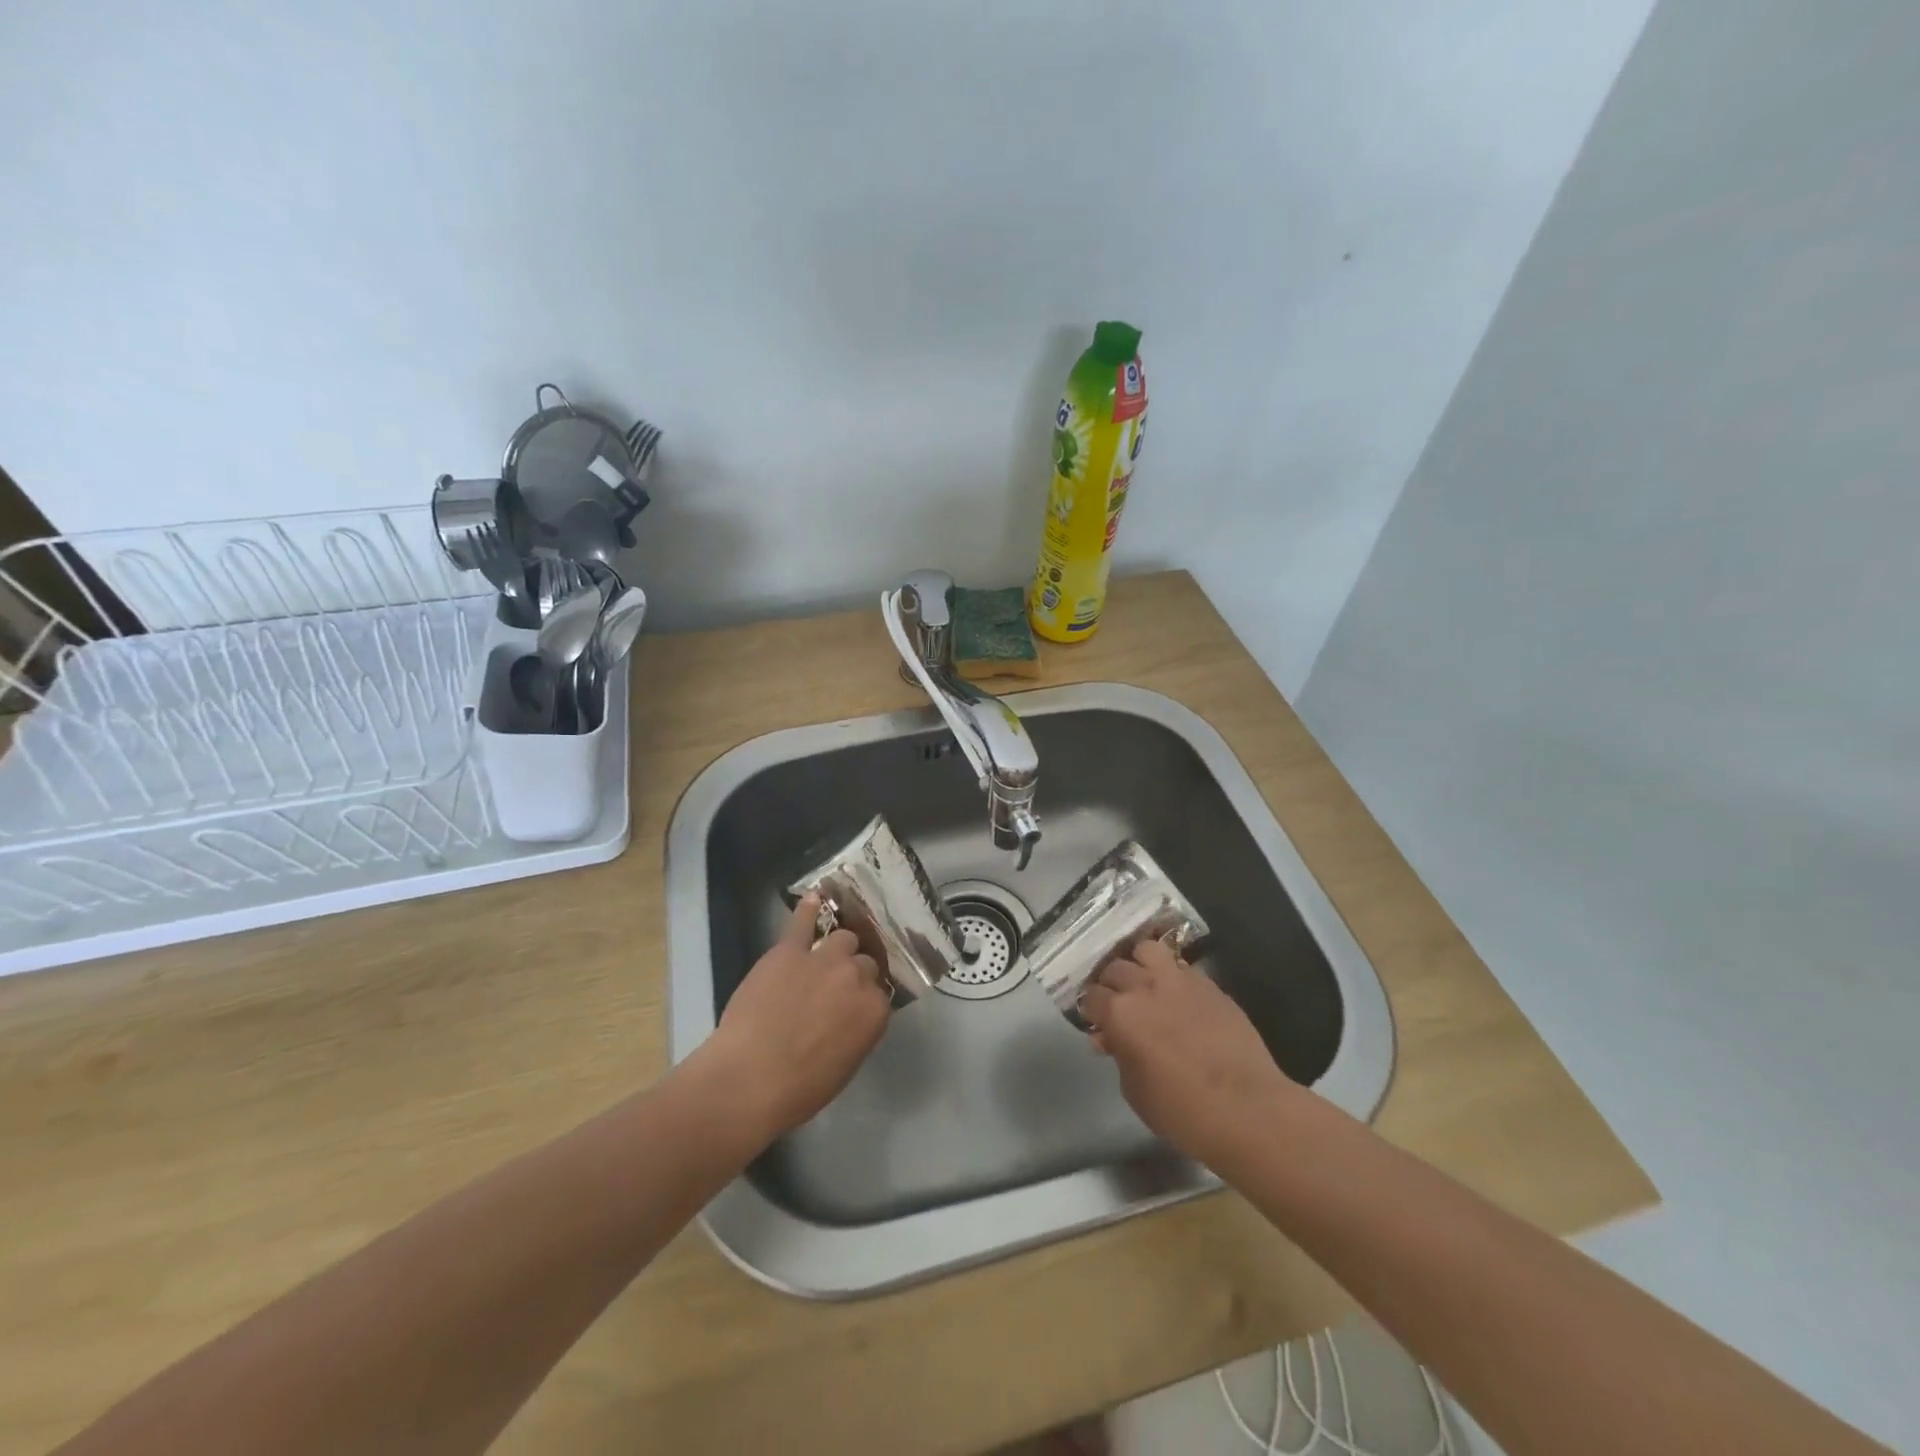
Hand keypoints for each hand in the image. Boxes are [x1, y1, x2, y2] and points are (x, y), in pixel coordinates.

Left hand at [698, 894, 891, 1141]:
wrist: (748, 1079)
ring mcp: (824, 959)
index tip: (851, 1010)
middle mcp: (857, 977)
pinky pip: (803, 922)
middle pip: (864, 963)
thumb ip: (857, 1032)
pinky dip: (809, 909)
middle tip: (834, 991)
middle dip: (853, 975)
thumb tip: (852, 1017)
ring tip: (823, 960)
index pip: (879, 994)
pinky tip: (814, 898)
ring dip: (837, 949)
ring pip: (842, 939)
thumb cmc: (798, 1089)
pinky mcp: (790, 950)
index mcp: (875, 1011)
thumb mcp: (844, 1066)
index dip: (863, 1001)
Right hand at [1080, 938, 1302, 1166]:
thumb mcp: (1135, 1091)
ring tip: (1145, 983)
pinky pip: (1181, 966)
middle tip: (1118, 1003)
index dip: (1091, 1009)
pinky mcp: (1209, 985)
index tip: (1097, 1022)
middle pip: (1115, 968)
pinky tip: (1177, 995)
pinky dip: (1172, 975)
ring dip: (1140, 964)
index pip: (1091, 995)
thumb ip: (1120, 1055)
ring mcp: (1180, 981)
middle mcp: (1145, 987)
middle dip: (1111, 984)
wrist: (1247, 1109)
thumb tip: (1112, 1039)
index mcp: (1120, 1014)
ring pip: (1148, 950)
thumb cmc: (1182, 1112)